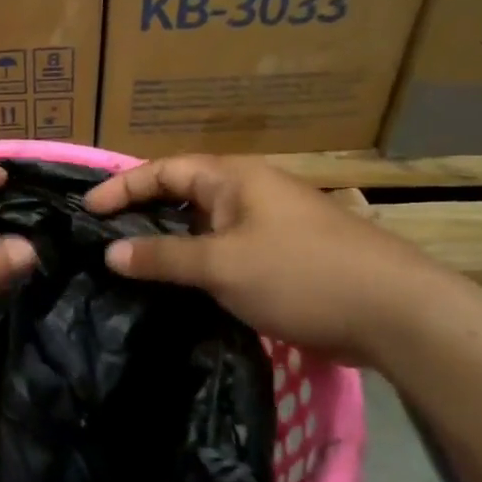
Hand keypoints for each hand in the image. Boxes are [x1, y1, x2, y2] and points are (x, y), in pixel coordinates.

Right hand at [82, 154, 447, 363]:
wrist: (395, 312)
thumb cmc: (302, 274)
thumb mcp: (222, 265)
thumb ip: (164, 257)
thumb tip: (111, 253)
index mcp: (233, 178)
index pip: (163, 170)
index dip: (122, 186)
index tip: (87, 210)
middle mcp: (247, 193)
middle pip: (180, 194)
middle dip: (141, 213)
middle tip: (102, 239)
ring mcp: (266, 226)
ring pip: (202, 227)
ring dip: (167, 243)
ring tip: (130, 266)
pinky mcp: (280, 258)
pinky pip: (223, 252)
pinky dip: (195, 264)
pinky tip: (178, 289)